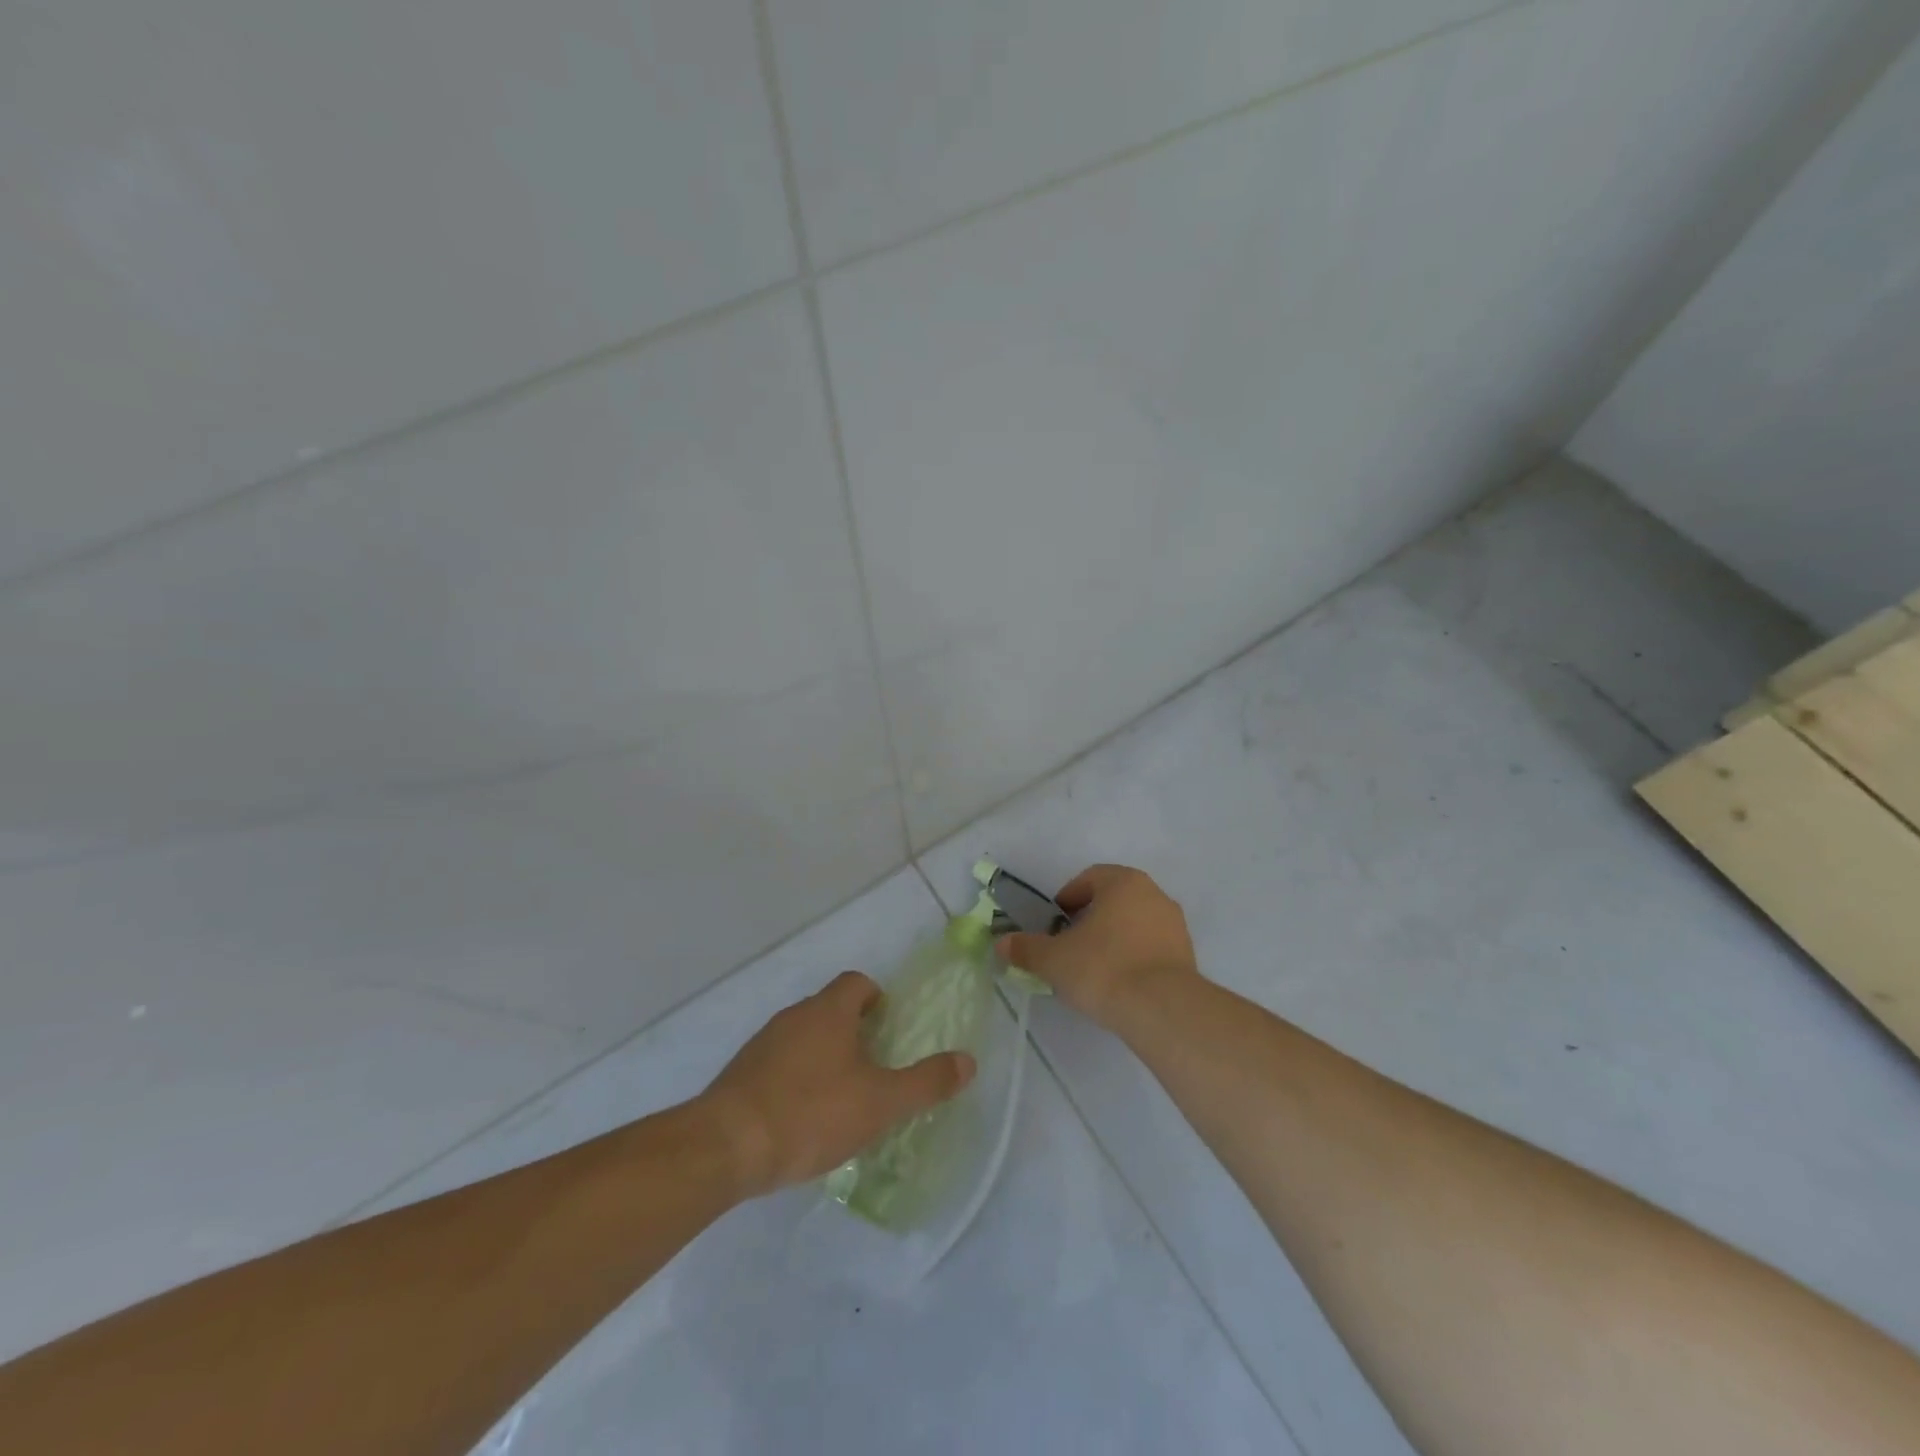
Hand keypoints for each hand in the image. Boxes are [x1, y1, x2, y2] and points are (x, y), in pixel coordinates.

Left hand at [699, 971, 975, 1198]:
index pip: (857, 983)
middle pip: (831, 1009)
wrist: (726, 1145)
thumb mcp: (880, 1102)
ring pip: (804, 1036)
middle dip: (854, 1031)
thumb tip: (968, 1062)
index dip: (877, 999)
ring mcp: (763, 1044)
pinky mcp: (742, 1074)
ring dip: (824, 1056)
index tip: (889, 1030)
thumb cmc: (811, 1112)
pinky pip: (779, 1063)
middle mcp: (794, 1016)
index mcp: (828, 1011)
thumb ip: (925, 1082)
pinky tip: (803, 1118)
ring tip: (841, 1097)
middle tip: (874, 1068)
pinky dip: (796, 1079)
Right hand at [996, 864, 1199, 1029]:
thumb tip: (1002, 944)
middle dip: (1090, 920)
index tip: (1054, 925)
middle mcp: (1154, 894)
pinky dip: (1134, 958)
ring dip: (1114, 939)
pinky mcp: (1188, 956)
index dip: (1067, 899)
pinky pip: (1152, 948)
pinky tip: (1120, 984)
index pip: (1089, 878)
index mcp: (1123, 882)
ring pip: (1135, 924)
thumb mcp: (1054, 960)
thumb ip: (1026, 949)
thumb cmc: (1103, 968)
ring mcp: (1175, 925)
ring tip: (1094, 969)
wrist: (1162, 1009)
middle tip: (1070, 946)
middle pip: (1114, 900)